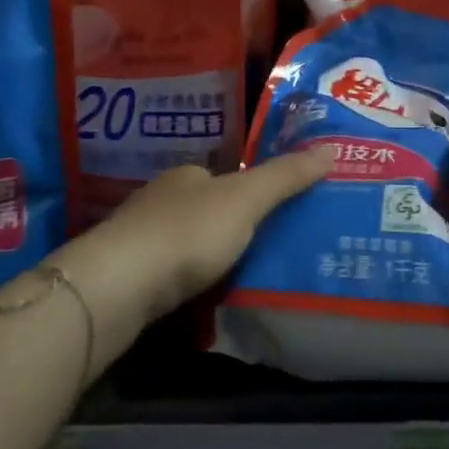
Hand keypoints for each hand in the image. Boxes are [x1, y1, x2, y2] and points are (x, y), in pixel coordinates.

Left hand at [77, 149, 334, 324]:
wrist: (119, 284)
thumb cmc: (188, 231)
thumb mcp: (247, 199)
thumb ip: (285, 177)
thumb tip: (329, 149)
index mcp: (187, 175)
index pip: (222, 175)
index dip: (248, 190)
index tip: (272, 213)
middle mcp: (158, 199)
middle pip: (201, 208)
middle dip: (226, 225)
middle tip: (263, 249)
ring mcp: (136, 238)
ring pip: (181, 242)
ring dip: (204, 255)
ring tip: (238, 277)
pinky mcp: (125, 276)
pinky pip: (166, 274)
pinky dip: (184, 282)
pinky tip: (199, 299)